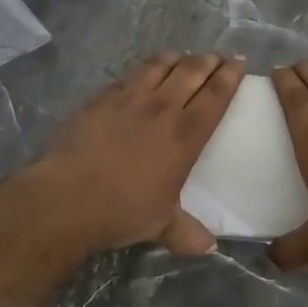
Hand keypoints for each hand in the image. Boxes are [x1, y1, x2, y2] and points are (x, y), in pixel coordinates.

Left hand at [34, 52, 244, 255]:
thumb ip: (187, 233)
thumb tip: (210, 249)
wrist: (68, 197)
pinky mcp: (101, 98)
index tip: (239, 62)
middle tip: (217, 58)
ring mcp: (129, 98)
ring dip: (176, 58)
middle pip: (192, 70)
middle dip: (209, 60)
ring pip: (160, 64)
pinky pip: (128, 76)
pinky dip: (142, 71)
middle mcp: (162, 108)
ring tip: (183, 58)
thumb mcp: (161, 225)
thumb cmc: (122, 210)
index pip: (216, 94)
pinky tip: (141, 76)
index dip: (231, 75)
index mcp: (186, 135)